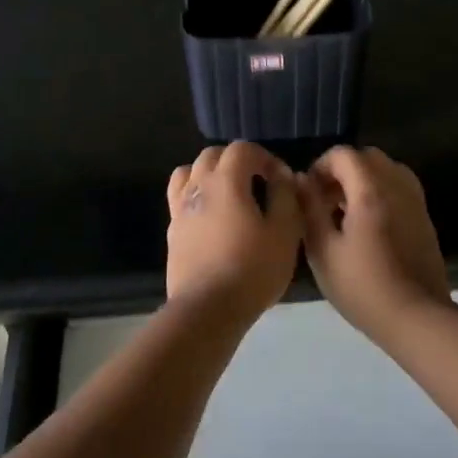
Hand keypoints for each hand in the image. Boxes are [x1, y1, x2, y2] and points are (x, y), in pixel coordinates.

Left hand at [166, 142, 302, 316]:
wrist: (208, 308)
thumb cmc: (252, 268)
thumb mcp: (285, 232)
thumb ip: (285, 196)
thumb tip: (282, 176)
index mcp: (225, 181)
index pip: (242, 149)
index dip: (264, 157)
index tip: (280, 179)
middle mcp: (198, 186)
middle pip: (212, 155)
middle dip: (236, 160)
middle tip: (257, 182)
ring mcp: (180, 209)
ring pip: (189, 173)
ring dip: (210, 174)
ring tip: (229, 194)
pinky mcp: (172, 232)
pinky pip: (181, 199)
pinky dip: (197, 197)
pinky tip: (212, 219)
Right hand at [298, 146, 450, 335]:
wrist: (416, 317)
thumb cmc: (362, 286)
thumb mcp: (323, 250)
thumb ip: (309, 208)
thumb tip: (300, 179)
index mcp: (370, 190)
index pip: (344, 154)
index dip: (321, 166)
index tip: (308, 192)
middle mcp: (397, 187)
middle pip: (368, 157)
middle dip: (342, 170)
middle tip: (325, 200)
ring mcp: (415, 202)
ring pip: (387, 170)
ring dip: (364, 180)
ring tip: (345, 212)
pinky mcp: (424, 219)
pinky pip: (400, 189)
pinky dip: (381, 193)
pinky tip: (368, 226)